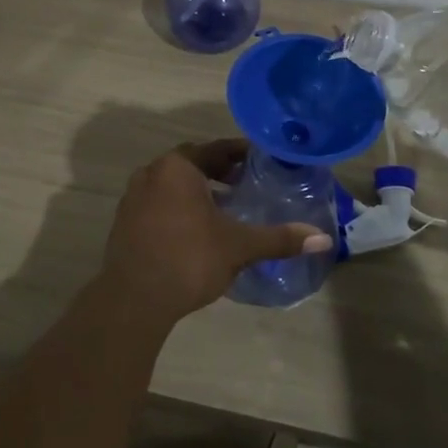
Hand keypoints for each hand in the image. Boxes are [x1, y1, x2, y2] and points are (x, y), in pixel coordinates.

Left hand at [103, 140, 331, 322]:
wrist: (134, 299)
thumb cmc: (189, 259)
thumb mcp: (238, 247)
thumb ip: (279, 239)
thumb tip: (322, 239)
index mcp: (178, 167)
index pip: (215, 149)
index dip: (240, 153)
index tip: (260, 160)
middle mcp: (152, 172)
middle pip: (192, 163)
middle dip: (218, 170)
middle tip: (245, 182)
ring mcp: (133, 196)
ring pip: (172, 183)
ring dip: (197, 189)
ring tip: (224, 207)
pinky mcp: (124, 221)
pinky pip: (158, 202)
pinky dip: (178, 206)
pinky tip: (195, 230)